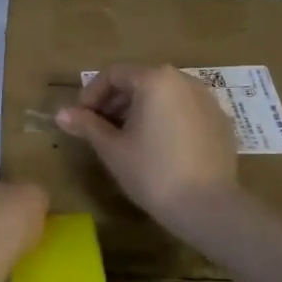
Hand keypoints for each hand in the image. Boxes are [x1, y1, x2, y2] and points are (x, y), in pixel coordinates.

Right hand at [56, 64, 237, 227]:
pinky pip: (185, 110)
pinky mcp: (221, 121)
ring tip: (127, 138)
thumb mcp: (112, 148)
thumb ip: (87, 125)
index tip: (80, 118)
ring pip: (164, 95)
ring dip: (140, 109)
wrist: (207, 206)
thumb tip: (61, 113)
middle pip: (140, 81)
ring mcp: (208, 99)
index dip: (91, 95)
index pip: (114, 75)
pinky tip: (159, 147)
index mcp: (155, 80)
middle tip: (99, 129)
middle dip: (116, 102)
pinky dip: (166, 119)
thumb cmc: (152, 172)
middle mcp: (184, 80)